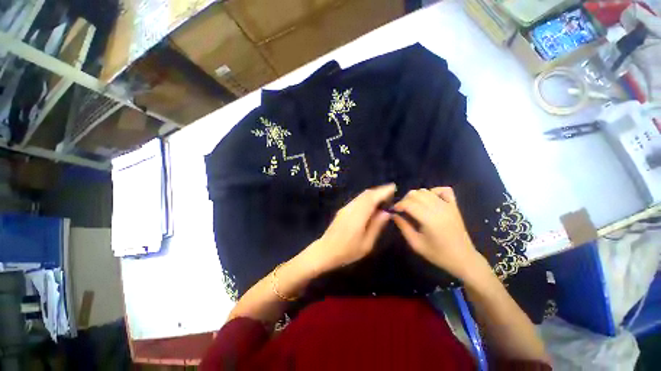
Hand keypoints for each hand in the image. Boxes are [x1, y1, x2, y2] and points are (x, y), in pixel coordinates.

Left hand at [302, 184, 395, 273]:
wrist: (325, 251)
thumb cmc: (347, 251)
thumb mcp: (366, 243)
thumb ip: (376, 226)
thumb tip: (387, 212)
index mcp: (358, 216)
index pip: (372, 198)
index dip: (383, 191)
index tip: (393, 188)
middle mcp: (351, 208)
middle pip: (366, 194)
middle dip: (379, 191)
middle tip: (391, 192)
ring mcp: (346, 208)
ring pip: (361, 196)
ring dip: (373, 194)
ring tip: (383, 197)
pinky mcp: (343, 210)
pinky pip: (357, 200)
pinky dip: (366, 198)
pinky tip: (371, 204)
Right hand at [392, 187, 486, 280]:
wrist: (463, 259)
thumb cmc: (438, 254)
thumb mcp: (416, 244)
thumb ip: (403, 227)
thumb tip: (393, 215)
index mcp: (429, 219)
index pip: (409, 203)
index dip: (398, 205)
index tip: (393, 210)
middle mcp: (438, 209)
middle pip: (416, 194)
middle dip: (405, 200)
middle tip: (402, 210)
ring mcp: (448, 205)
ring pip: (426, 191)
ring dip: (416, 196)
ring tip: (413, 206)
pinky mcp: (454, 206)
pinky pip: (444, 190)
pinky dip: (434, 191)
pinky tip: (429, 199)